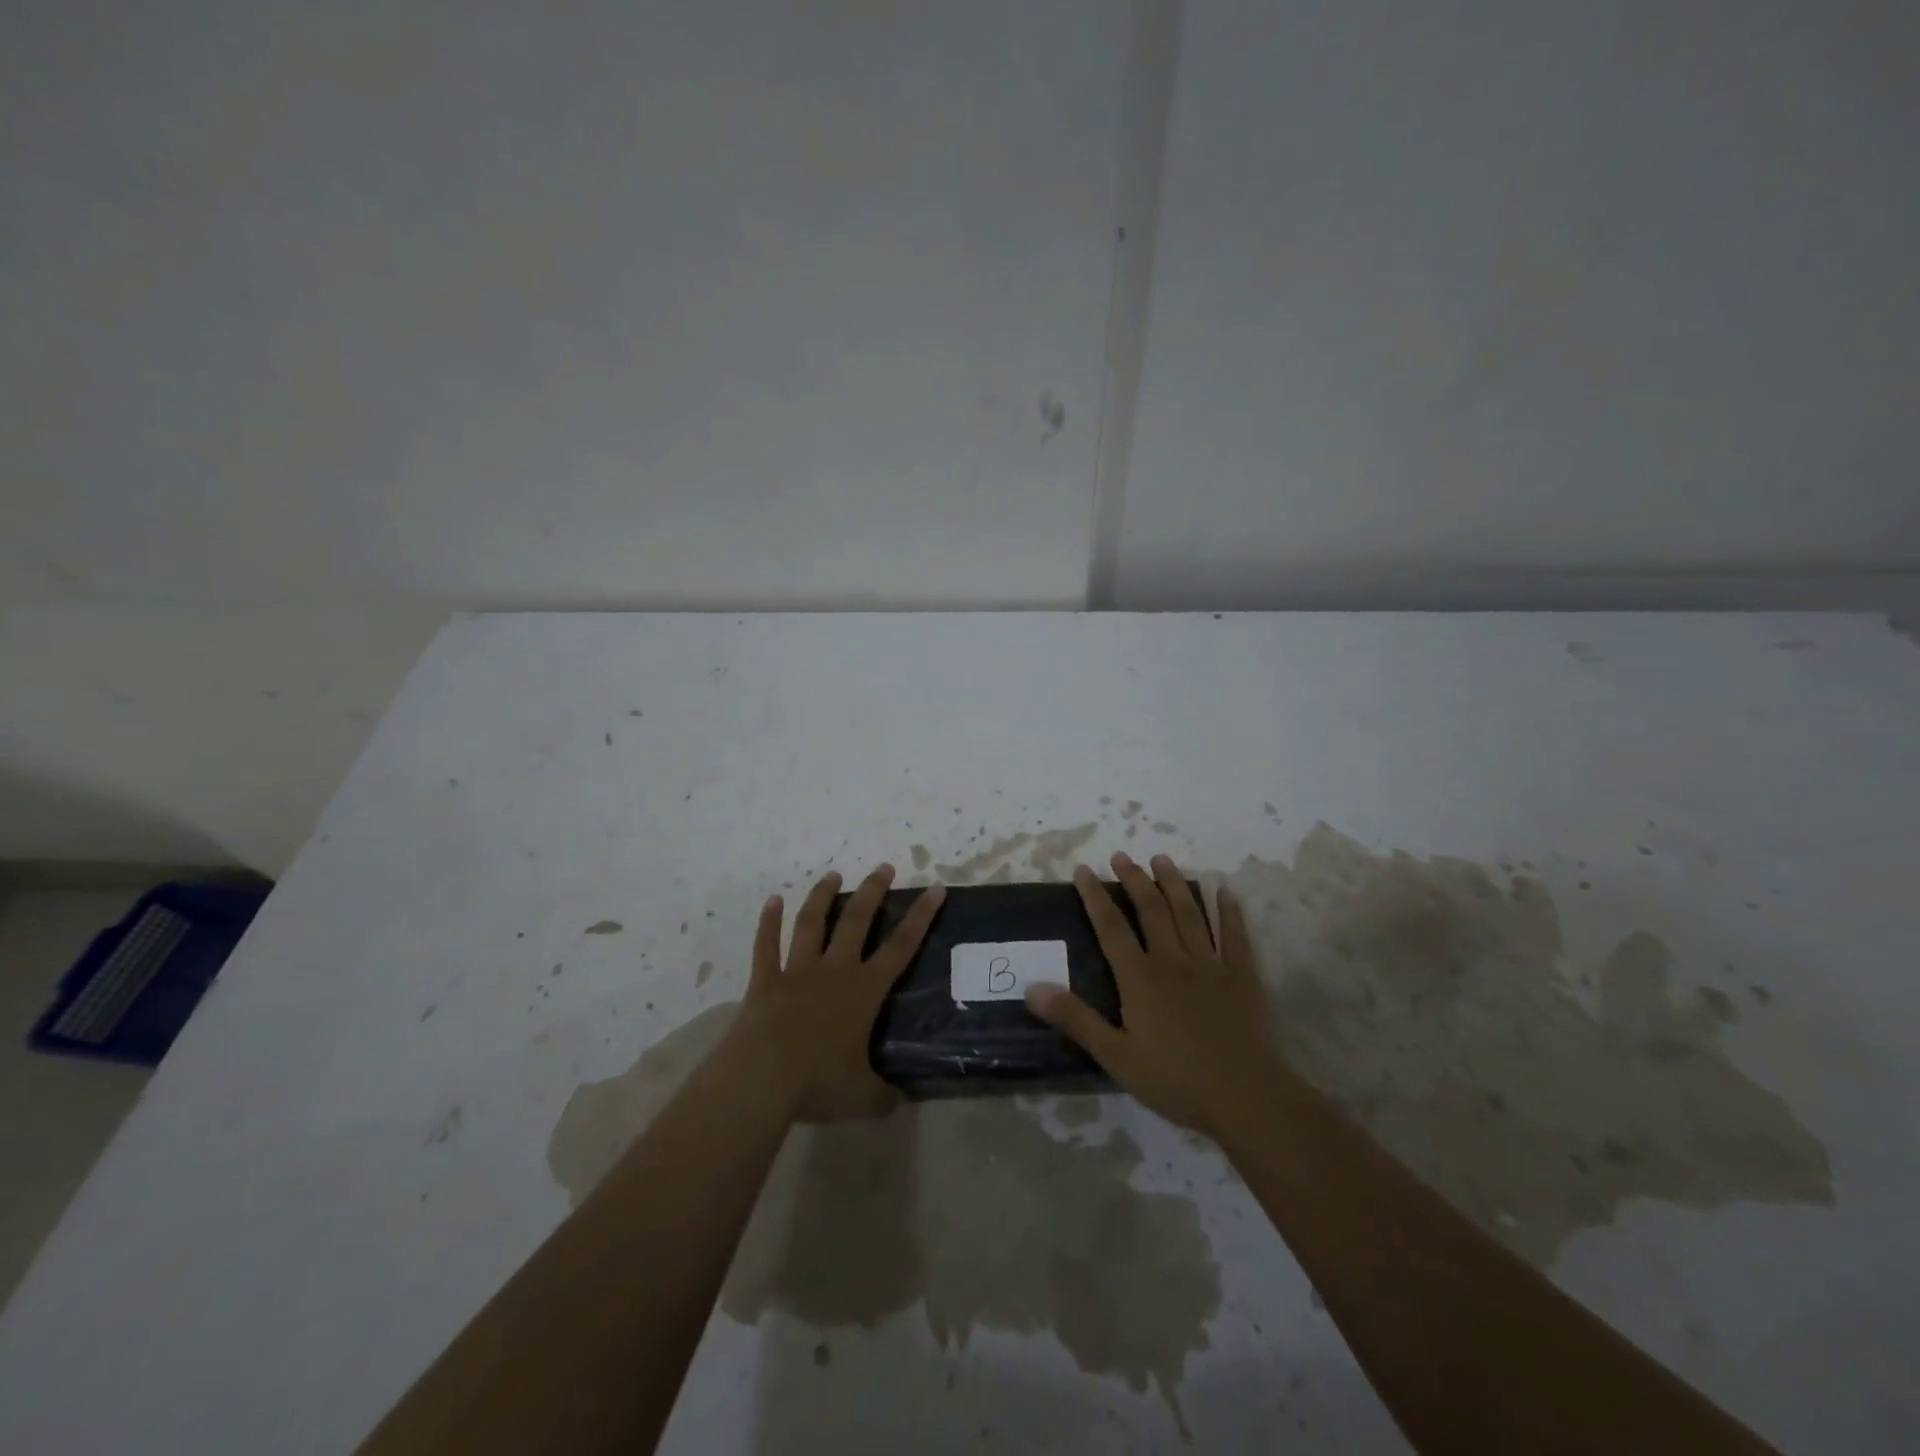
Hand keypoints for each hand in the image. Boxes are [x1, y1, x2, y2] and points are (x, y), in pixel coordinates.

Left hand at [725, 864, 945, 1122]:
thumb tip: (900, 1106)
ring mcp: (797, 972)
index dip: (921, 916)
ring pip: (812, 924)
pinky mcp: (765, 981)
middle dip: (872, 891)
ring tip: (831, 874)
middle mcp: (834, 971)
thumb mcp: (861, 1097)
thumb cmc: (818, 1083)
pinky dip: (768, 923)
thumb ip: (884, 1097)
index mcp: (864, 991)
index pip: (901, 946)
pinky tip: (771, 901)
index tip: (935, 888)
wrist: (761, 1079)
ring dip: (822, 897)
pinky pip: (766, 946)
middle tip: (883, 867)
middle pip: (857, 921)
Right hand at [1026, 852, 1278, 1136]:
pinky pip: (1234, 935)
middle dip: (1134, 879)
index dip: (1095, 896)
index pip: (1111, 927)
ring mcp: (1210, 965)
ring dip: (1174, 883)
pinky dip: (1229, 910)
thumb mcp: (1116, 1056)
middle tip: (1122, 856)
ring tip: (1162, 858)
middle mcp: (1173, 960)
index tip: (1084, 870)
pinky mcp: (1242, 976)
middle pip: (1151, 909)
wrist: (1246, 1096)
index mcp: (1140, 978)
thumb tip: (1033, 988)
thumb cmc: (1176, 1080)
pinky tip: (1224, 890)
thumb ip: (1075, 1019)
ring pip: (1189, 913)